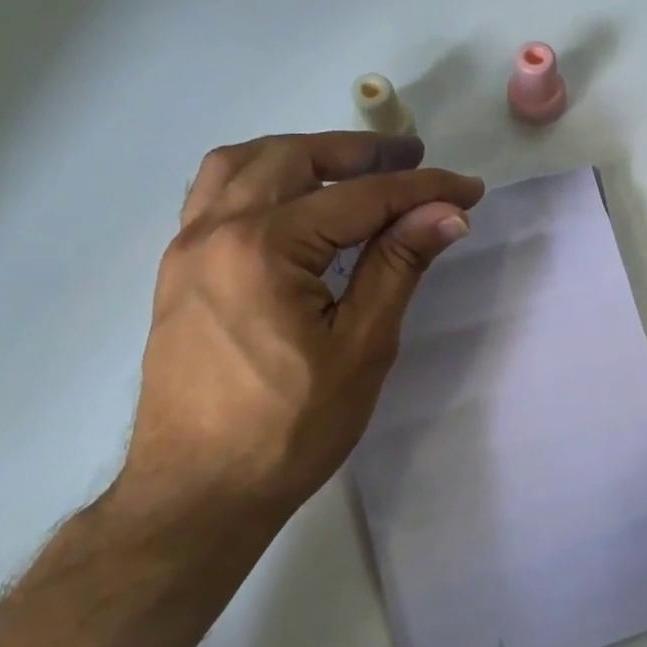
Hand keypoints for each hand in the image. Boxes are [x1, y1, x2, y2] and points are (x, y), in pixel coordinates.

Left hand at [124, 132, 483, 513]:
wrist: (197, 494)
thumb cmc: (289, 428)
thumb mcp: (361, 347)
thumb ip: (399, 266)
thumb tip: (447, 214)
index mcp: (264, 248)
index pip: (359, 197)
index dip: (422, 189)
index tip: (468, 188)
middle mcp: (215, 230)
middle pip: (293, 158)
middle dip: (360, 153)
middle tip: (411, 161)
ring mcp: (187, 248)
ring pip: (243, 165)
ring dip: (303, 154)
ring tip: (351, 168)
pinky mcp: (179, 271)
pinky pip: (217, 195)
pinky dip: (263, 179)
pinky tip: (296, 204)